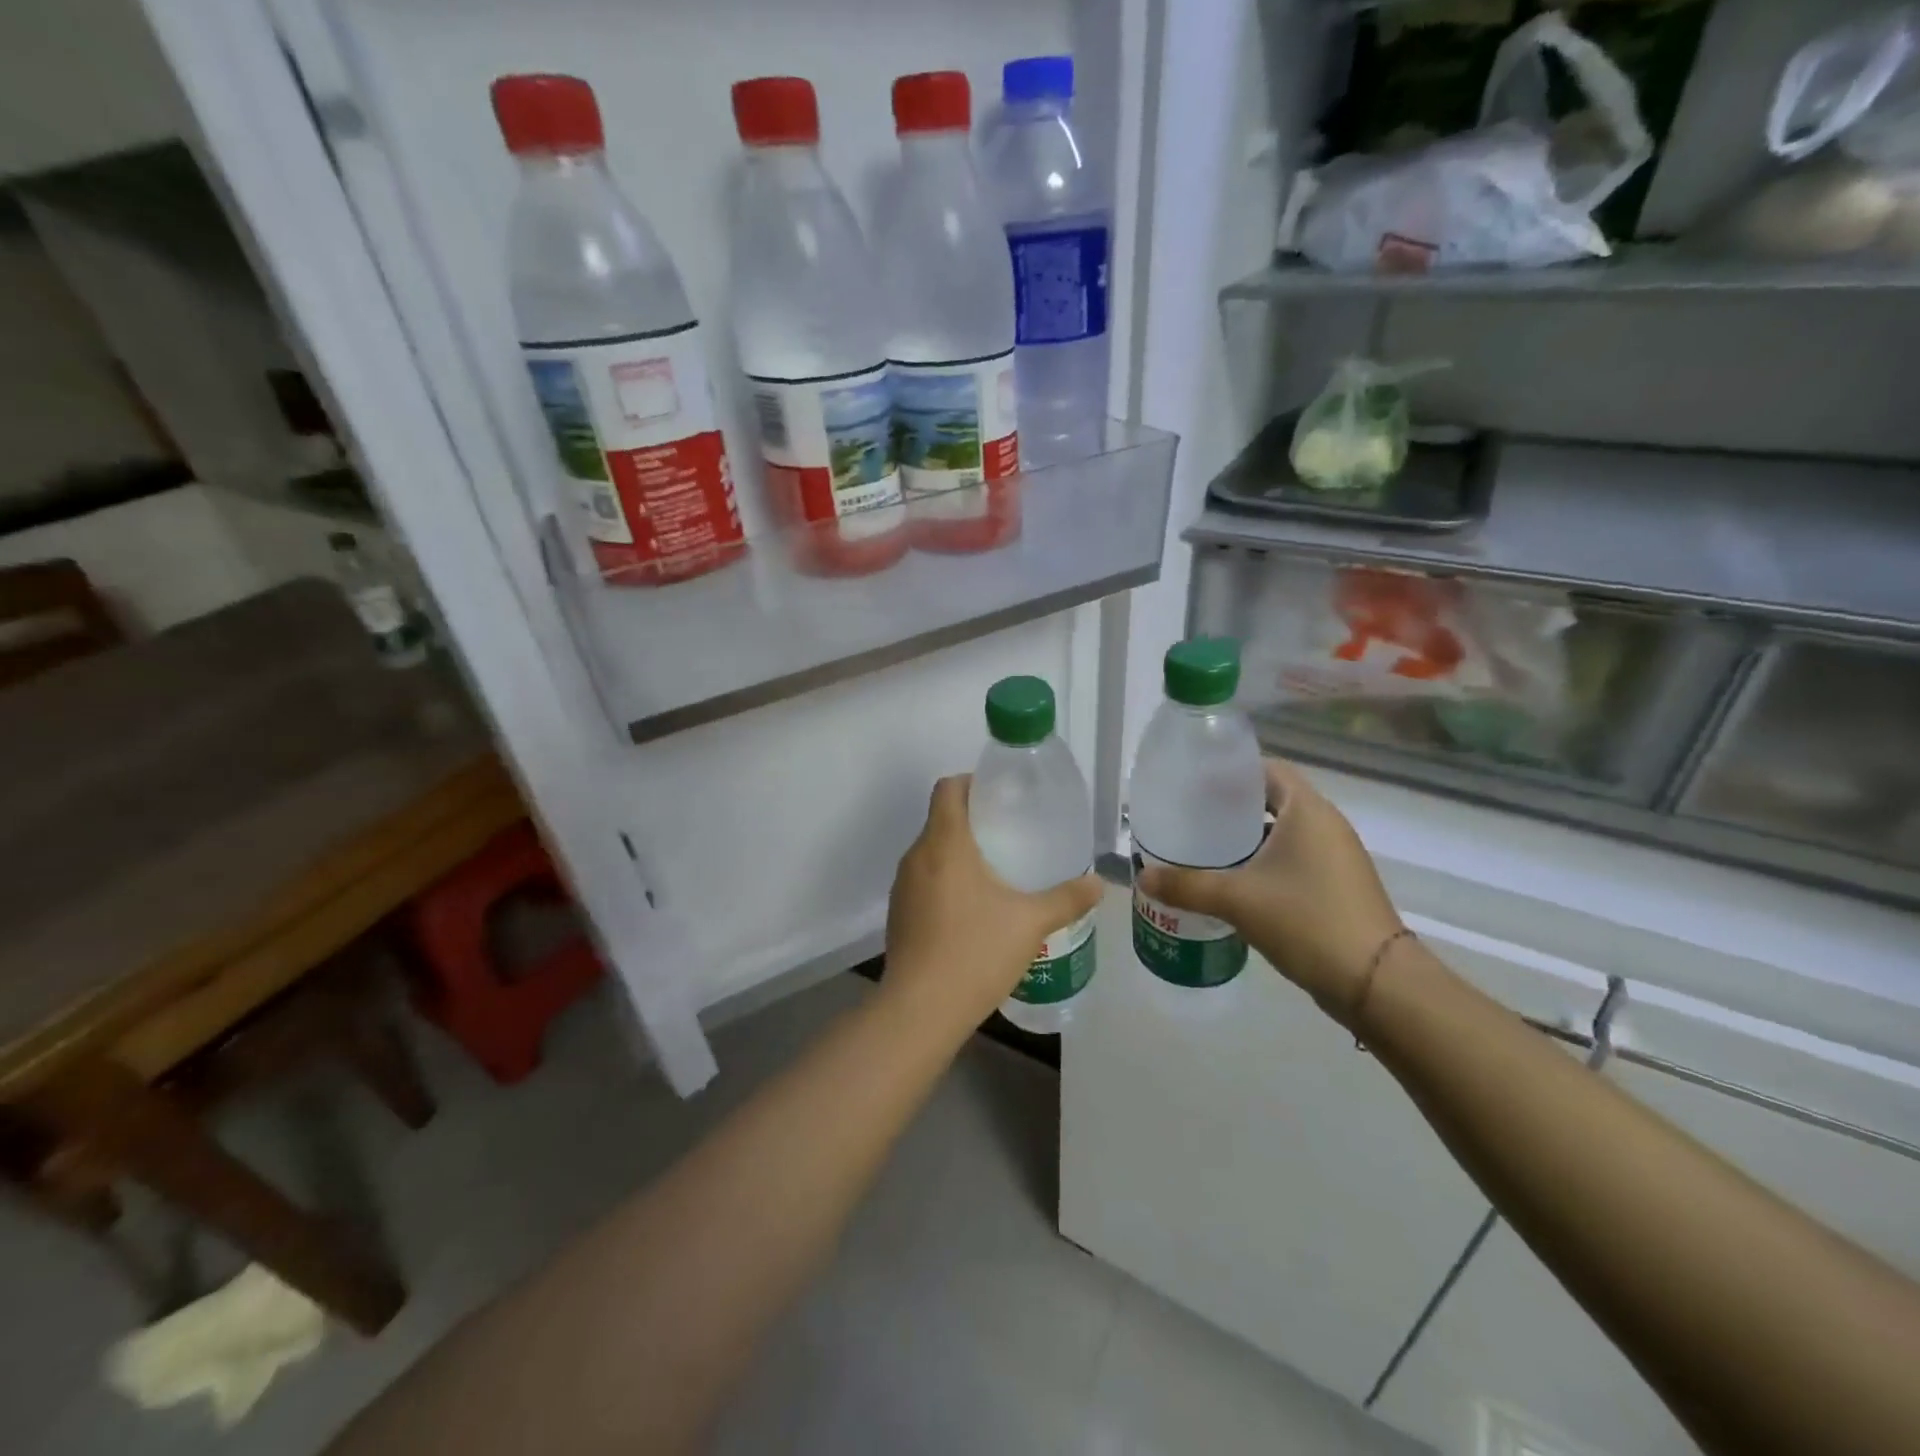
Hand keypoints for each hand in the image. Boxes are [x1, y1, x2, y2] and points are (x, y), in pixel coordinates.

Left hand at [883, 775, 1103, 1034]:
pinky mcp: (898, 914)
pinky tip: (974, 909)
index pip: (948, 788)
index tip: (1002, 796)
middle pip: (941, 818)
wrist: (920, 1010)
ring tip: (997, 871)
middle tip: (1012, 834)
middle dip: (974, 820)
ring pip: (931, 852)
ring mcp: (902, 887)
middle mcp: (916, 856)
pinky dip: (946, 880)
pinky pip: (924, 880)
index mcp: (944, 843)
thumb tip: (1099, 883)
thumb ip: (1066, 898)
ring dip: (959, 852)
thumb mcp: (1030, 923)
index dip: (972, 782)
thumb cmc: (975, 952)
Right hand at [1137, 758, 1401, 1024]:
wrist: (1376, 982)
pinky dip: (1264, 862)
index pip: (1266, 769)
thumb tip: (1142, 878)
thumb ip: (1186, 885)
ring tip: (1204, 848)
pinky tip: (1234, 882)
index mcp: (1307, 810)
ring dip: (1247, 838)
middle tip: (1190, 816)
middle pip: (1272, 799)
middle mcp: (1326, 824)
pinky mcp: (1338, 886)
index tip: (1193, 781)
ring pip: (1283, 833)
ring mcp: (1336, 857)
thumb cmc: (1306, 920)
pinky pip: (1294, 859)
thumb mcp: (1237, 899)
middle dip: (1231, 806)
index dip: (1230, 771)